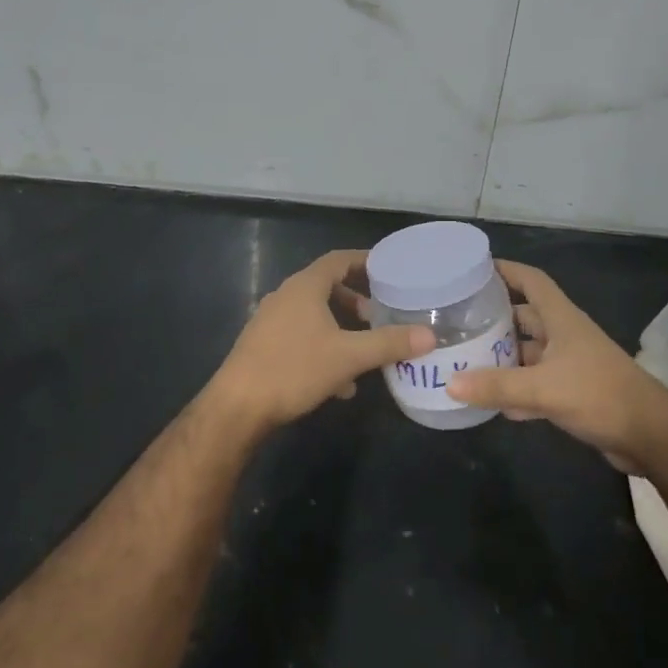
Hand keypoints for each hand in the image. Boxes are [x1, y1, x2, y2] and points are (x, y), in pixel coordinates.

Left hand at [208, 249, 435, 432]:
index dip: (365, 261)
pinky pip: (302, 337)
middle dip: (356, 300)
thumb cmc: (294, 370)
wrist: (238, 407)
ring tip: (365, 349)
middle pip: (326, 287)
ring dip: (341, 328)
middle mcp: (285, 297)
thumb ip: (389, 343)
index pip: (338, 260)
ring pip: (314, 316)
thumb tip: (429, 335)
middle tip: (380, 314)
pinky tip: (340, 383)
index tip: (390, 270)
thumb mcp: (349, 357)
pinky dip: (324, 349)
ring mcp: (271, 322)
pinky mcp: (264, 347)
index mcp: (304, 287)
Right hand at [445, 260, 667, 463]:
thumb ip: (497, 386)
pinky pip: (536, 384)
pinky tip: (491, 403)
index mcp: (562, 319)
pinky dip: (515, 391)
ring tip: (463, 360)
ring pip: (528, 353)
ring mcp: (570, 365)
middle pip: (524, 317)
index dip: (506, 270)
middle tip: (457, 322)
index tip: (474, 269)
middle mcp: (565, 336)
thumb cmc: (599, 395)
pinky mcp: (572, 393)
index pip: (532, 281)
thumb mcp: (543, 388)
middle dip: (494, 318)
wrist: (650, 436)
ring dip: (502, 357)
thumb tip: (450, 384)